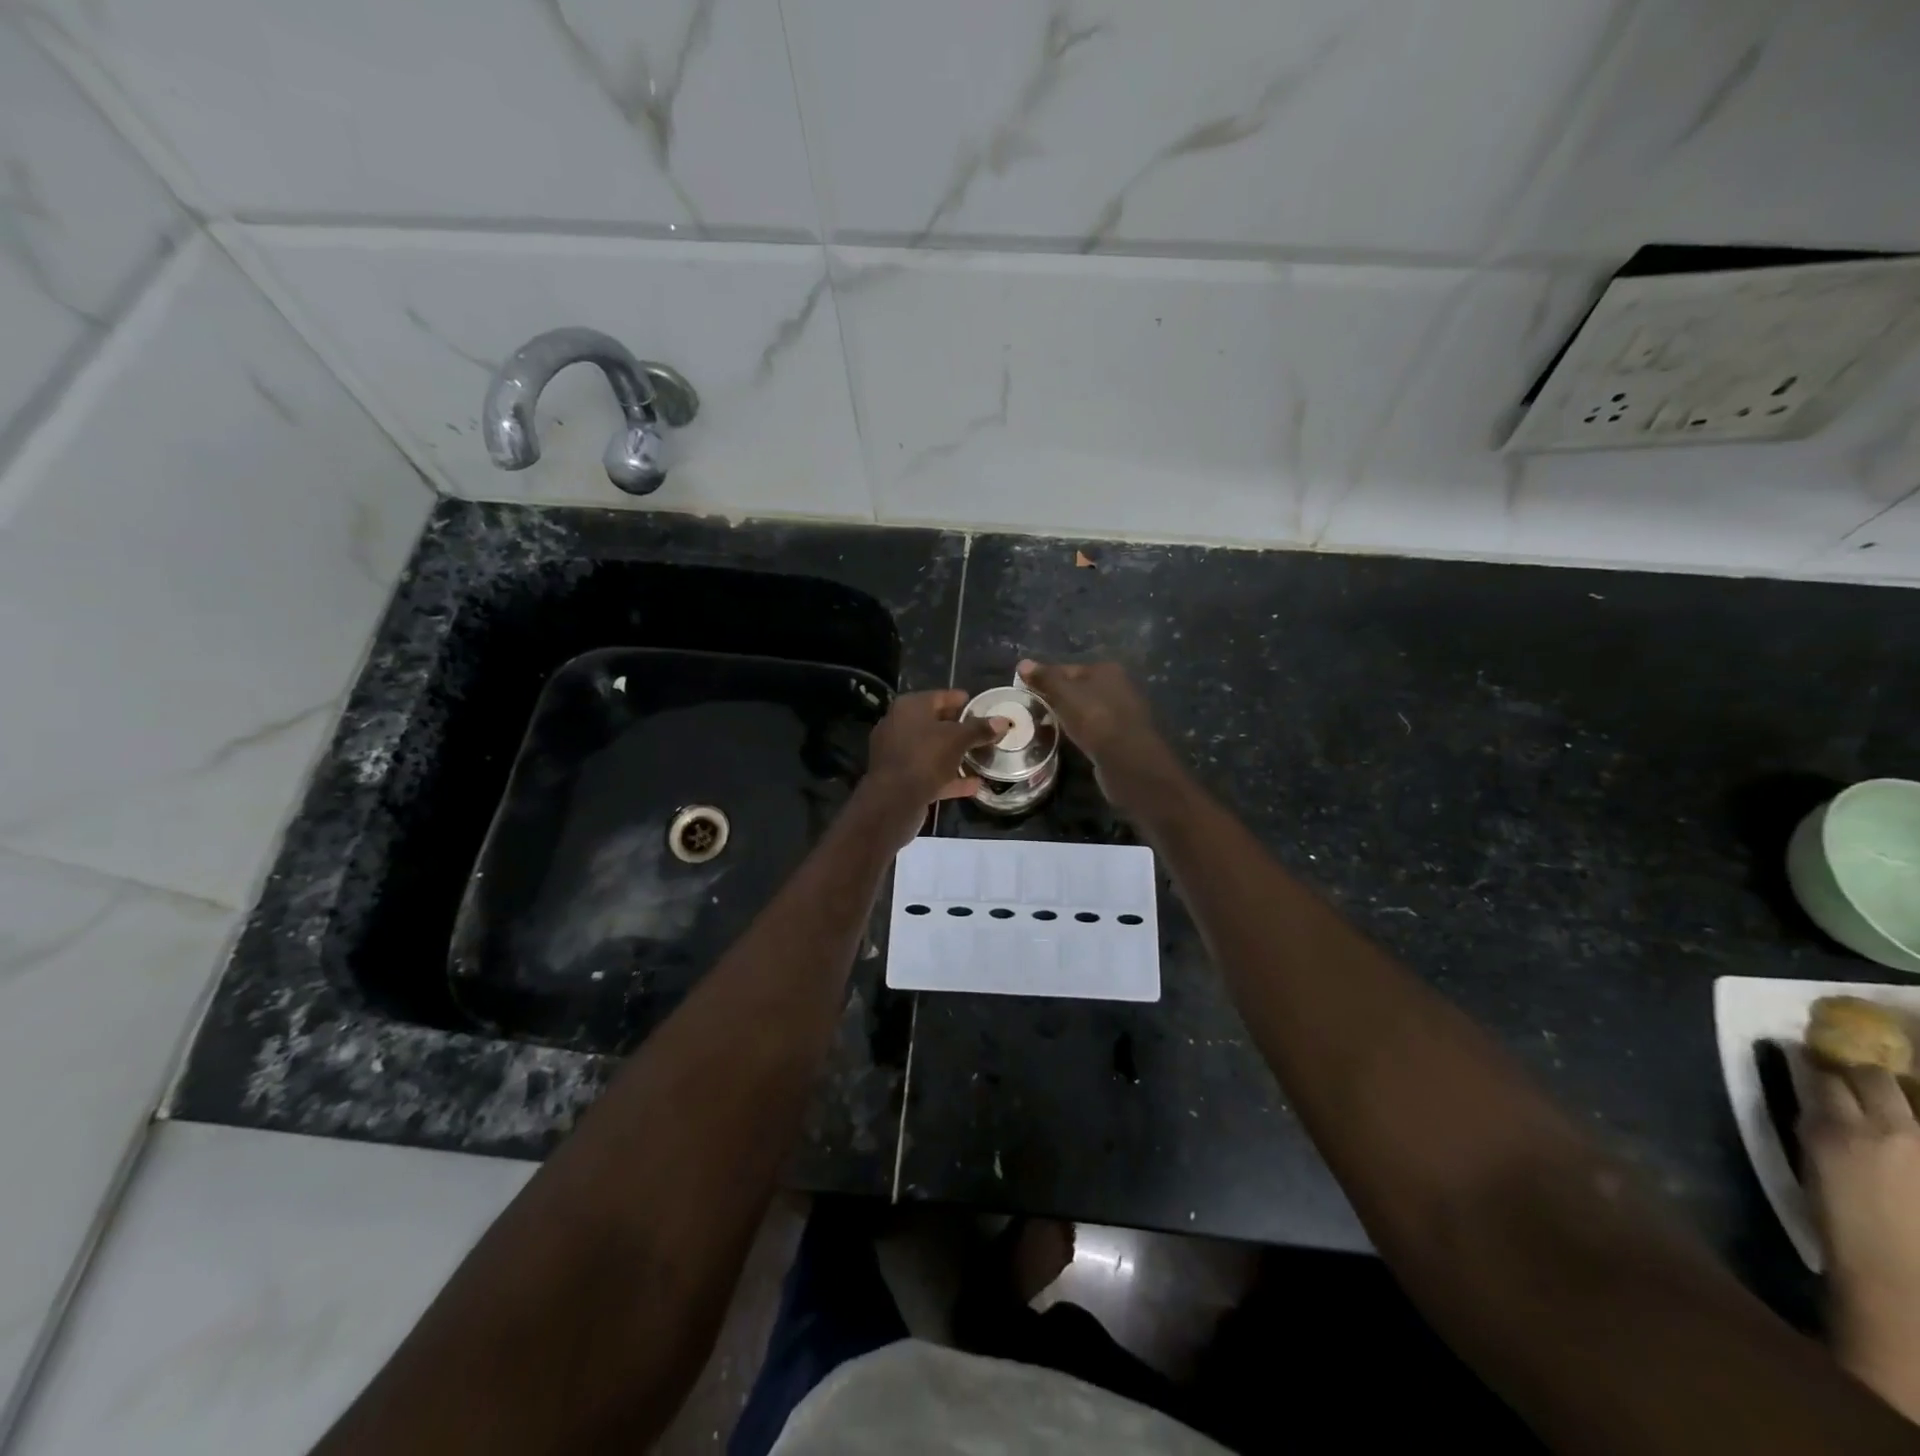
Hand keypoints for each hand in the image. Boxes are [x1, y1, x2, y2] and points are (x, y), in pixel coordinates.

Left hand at [858, 690, 1005, 845]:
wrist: (893, 800)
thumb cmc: (925, 757)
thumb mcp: (958, 739)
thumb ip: (980, 729)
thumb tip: (1003, 721)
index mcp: (910, 707)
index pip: (940, 697)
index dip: (961, 701)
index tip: (979, 706)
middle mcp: (899, 725)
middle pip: (935, 723)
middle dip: (959, 729)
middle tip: (982, 732)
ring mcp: (897, 753)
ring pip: (932, 749)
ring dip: (954, 754)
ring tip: (980, 756)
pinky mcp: (900, 778)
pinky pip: (929, 772)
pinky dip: (949, 777)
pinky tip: (973, 784)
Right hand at [1017, 659, 1177, 812]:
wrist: (1126, 759)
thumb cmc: (1094, 718)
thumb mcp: (1064, 694)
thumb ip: (1045, 678)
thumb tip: (1022, 663)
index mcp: (1106, 670)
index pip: (1066, 669)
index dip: (1044, 680)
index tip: (1025, 694)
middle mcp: (1118, 686)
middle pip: (1077, 689)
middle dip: (1055, 699)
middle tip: (1032, 712)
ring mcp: (1122, 712)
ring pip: (1085, 709)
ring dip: (1066, 717)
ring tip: (1044, 727)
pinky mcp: (1121, 736)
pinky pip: (1092, 728)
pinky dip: (1078, 731)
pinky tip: (1066, 740)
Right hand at [1801, 1065, 1919, 1419]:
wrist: (1904, 1281)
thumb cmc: (1846, 1228)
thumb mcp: (1817, 1170)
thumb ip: (1823, 1133)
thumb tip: (1821, 1105)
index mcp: (1834, 1130)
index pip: (1819, 1074)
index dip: (1812, 1062)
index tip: (1806, 1055)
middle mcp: (1885, 1128)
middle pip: (1872, 1077)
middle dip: (1860, 1072)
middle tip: (1852, 1075)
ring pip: (1909, 1095)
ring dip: (1897, 1092)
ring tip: (1890, 1098)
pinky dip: (1916, 1116)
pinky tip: (1906, 1123)